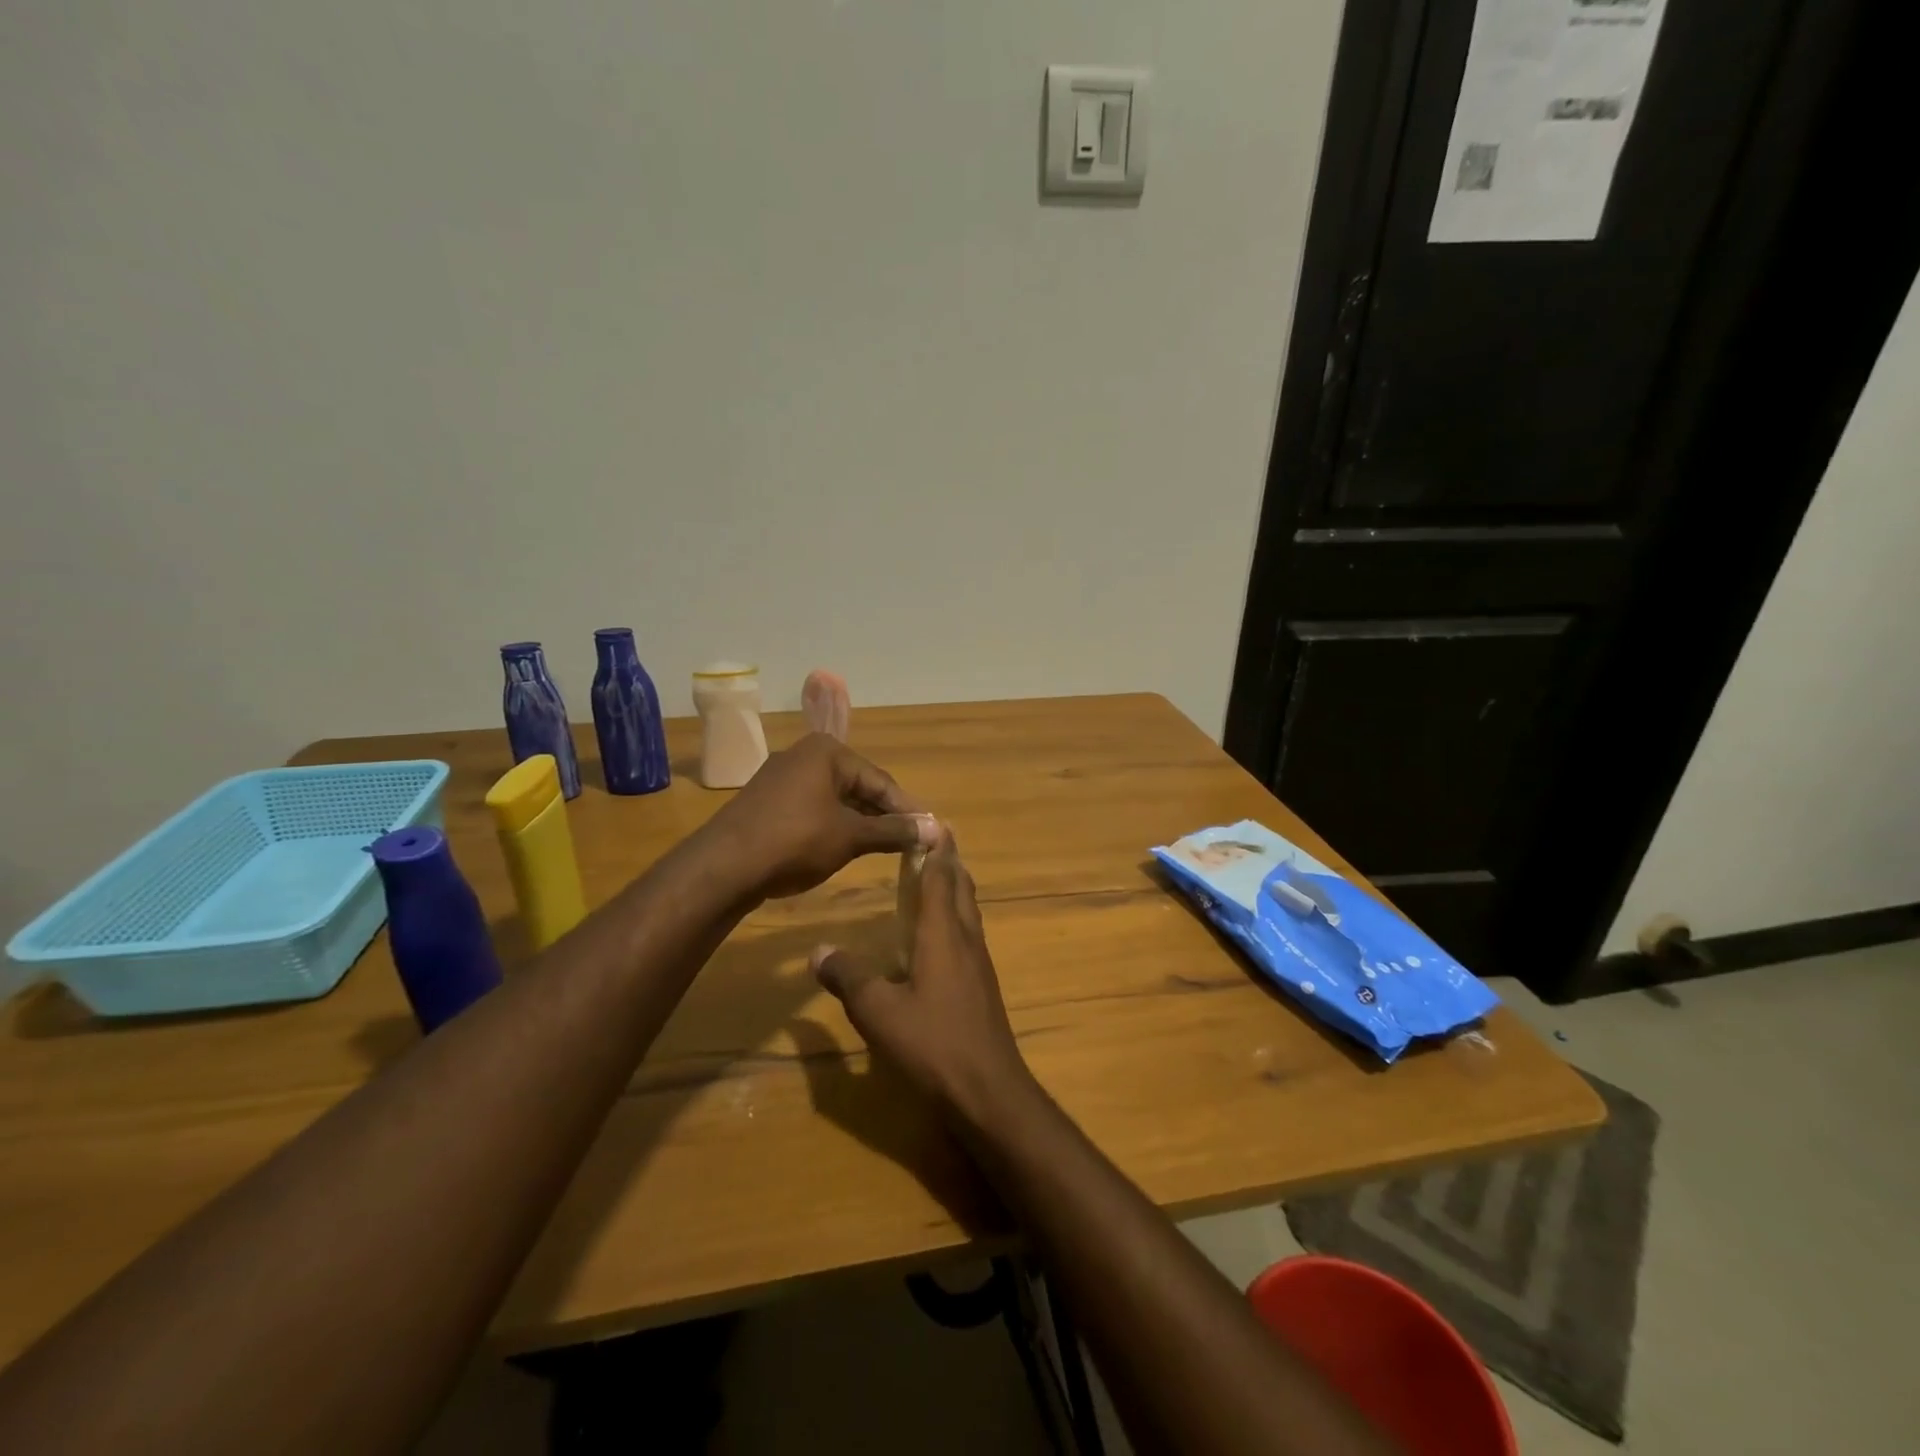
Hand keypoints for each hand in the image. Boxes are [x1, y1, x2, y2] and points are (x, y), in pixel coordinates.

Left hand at [703, 733, 937, 899]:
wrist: (723, 867)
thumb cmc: (795, 841)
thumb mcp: (851, 836)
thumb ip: (894, 831)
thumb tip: (938, 830)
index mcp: (827, 752)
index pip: (881, 780)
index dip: (907, 809)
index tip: (930, 832)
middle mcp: (804, 756)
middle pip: (858, 786)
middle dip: (883, 815)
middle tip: (910, 842)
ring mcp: (782, 779)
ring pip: (835, 799)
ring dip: (860, 823)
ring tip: (884, 848)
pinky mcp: (768, 803)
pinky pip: (813, 809)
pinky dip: (833, 826)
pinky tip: (844, 849)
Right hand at [812, 833, 1037, 1124]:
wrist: (988, 1089)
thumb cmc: (933, 1043)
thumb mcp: (878, 1012)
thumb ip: (848, 978)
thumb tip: (818, 950)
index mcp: (943, 934)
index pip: (941, 877)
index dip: (936, 849)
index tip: (932, 822)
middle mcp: (966, 939)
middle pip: (961, 888)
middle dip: (949, 861)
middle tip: (932, 840)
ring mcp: (979, 963)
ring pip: (968, 911)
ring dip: (954, 888)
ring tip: (935, 877)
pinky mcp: (982, 986)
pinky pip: (968, 935)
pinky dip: (955, 917)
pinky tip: (939, 935)